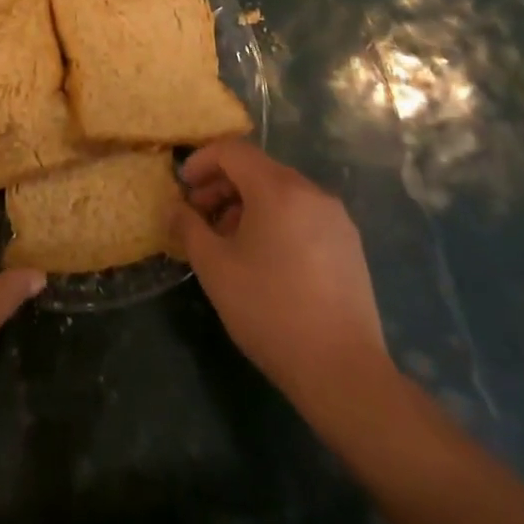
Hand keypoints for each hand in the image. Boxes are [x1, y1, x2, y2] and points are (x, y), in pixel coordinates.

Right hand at [172, 139, 389, 406]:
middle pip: (257, 169)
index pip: (232, 151)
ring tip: (228, 240)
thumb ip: (188, 227)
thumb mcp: (215, 268)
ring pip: (281, 192)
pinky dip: (275, 220)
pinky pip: (302, 214)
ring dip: (247, 204)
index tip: (183, 187)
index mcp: (278, 188)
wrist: (343, 373)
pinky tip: (264, 258)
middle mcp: (310, 192)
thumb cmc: (270, 311)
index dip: (202, 161)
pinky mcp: (349, 245)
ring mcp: (335, 218)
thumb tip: (174, 207)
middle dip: (222, 185)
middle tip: (199, 215)